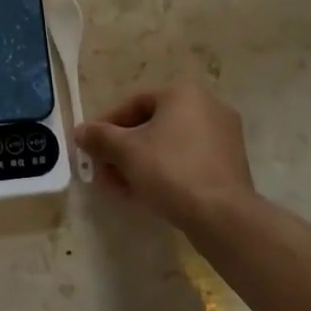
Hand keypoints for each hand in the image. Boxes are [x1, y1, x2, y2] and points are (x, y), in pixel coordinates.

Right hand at [77, 82, 257, 232]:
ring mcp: (223, 137)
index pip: (134, 102)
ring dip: (139, 163)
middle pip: (151, 125)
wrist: (223, 217)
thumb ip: (99, 137)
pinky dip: (164, 172)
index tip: (91, 146)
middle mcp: (208, 107)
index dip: (107, 124)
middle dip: (122, 149)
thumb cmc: (171, 170)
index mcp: (183, 93)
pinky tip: (145, 194)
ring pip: (169, 145)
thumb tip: (80, 131)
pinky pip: (187, 161)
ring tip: (119, 187)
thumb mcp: (126, 151)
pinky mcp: (230, 166)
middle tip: (103, 171)